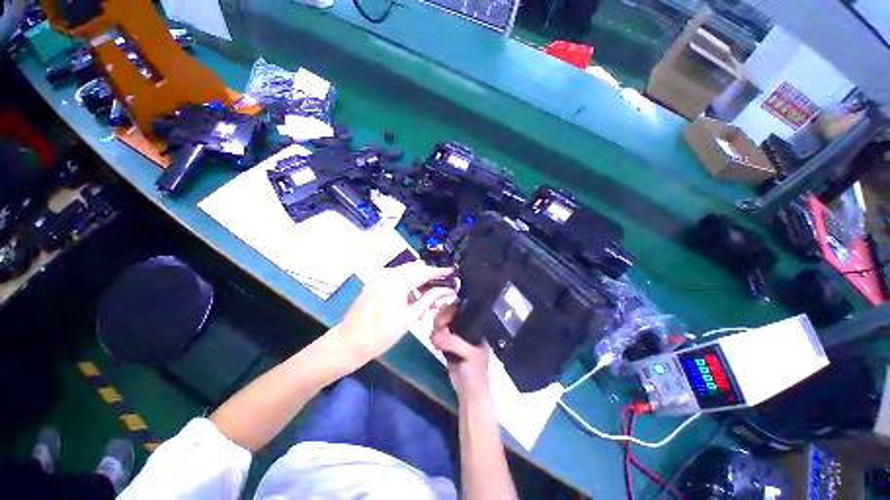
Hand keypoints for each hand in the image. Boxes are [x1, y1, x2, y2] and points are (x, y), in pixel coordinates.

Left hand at [332, 262, 456, 371]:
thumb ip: (429, 300)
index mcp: (395, 282)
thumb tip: (448, 291)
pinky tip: (414, 298)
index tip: (454, 272)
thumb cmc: (380, 335)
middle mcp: (387, 274)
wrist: (347, 343)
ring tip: (429, 298)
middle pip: (415, 268)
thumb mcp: (409, 318)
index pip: (424, 271)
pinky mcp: (376, 281)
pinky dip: (408, 283)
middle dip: (430, 276)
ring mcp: (379, 276)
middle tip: (441, 290)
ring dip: (419, 280)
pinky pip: (398, 276)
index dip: (440, 271)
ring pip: (407, 271)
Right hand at [430, 304, 491, 402]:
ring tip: (438, 338)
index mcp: (475, 326)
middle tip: (441, 326)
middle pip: (450, 312)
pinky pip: (438, 332)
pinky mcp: (447, 343)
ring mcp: (455, 335)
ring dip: (437, 326)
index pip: (463, 309)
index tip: (445, 316)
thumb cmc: (475, 372)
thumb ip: (454, 343)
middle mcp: (465, 327)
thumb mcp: (469, 355)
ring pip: (442, 322)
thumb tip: (435, 335)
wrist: (469, 392)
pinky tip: (436, 342)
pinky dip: (435, 335)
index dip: (452, 308)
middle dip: (442, 317)